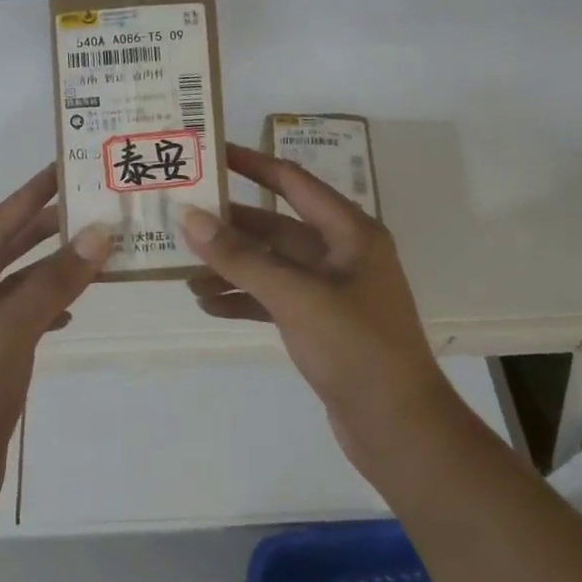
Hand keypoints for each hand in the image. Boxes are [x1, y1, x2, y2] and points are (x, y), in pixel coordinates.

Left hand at [0, 164, 109, 523]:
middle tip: (88, 204)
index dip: (29, 195)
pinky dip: (46, 309)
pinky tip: (74, 309)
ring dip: (51, 270)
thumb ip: (53, 283)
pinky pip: (20, 319)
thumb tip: (99, 235)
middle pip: (4, 251)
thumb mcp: (8, 332)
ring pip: (15, 287)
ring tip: (94, 249)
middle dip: (43, 228)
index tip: (62, 168)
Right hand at [180, 143, 465, 477]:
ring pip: (272, 266)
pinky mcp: (321, 326)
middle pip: (277, 227)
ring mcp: (332, 292)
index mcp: (349, 233)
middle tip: (182, 220)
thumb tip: (191, 218)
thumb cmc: (355, 348)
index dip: (253, 164)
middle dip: (231, 226)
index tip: (212, 153)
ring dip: (232, 268)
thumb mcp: (296, 296)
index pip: (293, 182)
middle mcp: (342, 255)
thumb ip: (241, 257)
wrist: (399, 428)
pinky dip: (244, 300)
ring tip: (186, 276)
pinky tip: (209, 306)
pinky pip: (274, 300)